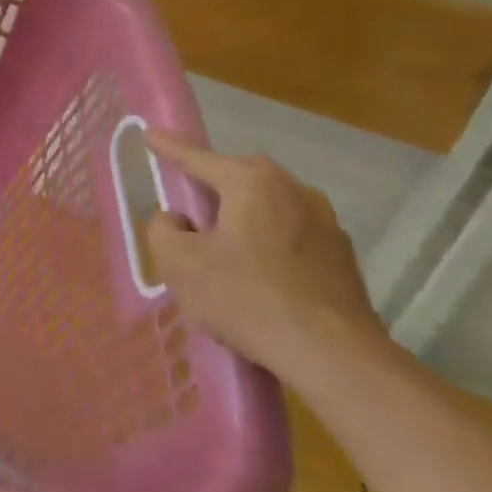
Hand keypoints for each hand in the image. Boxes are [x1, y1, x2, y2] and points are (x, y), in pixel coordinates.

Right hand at [144, 130, 388, 381]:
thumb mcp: (179, 262)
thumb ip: (163, 228)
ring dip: (243, 214)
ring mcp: (325, 223)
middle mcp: (294, 190)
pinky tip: (258, 272)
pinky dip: (269, 241)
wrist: (334, 357)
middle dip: (212, 182)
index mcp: (252, 182)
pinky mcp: (342, 257)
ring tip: (223, 242)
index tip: (148, 134)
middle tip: (188, 202)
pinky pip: (291, 234)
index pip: (198, 158)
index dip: (168, 147)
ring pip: (269, 205)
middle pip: (240, 177)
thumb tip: (178, 220)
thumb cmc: (247, 298)